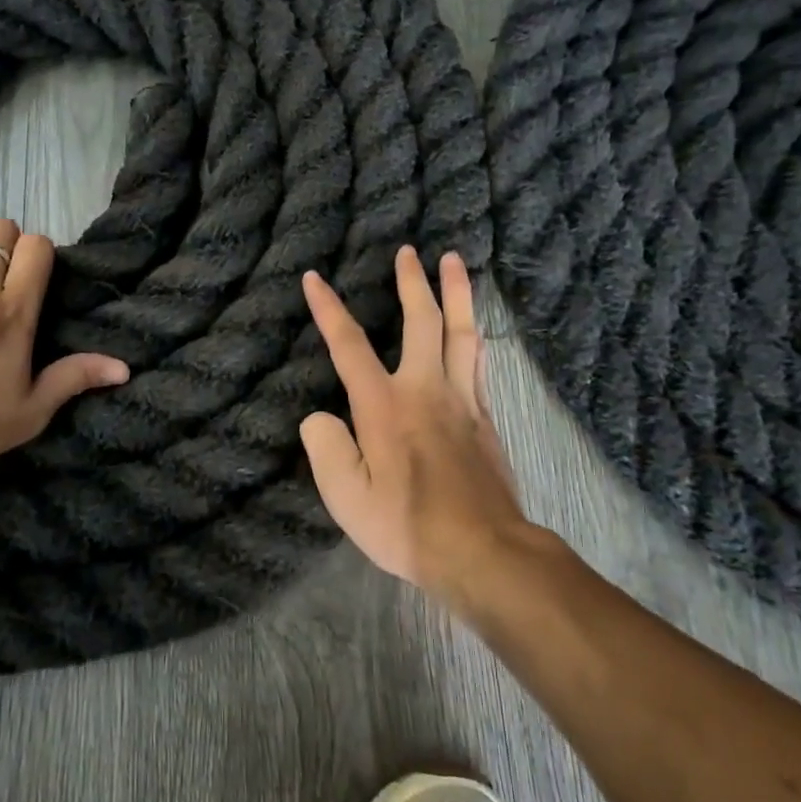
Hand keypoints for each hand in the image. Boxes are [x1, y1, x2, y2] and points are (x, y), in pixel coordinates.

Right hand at [300, 245, 531, 595]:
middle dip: (412, 282)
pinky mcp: (486, 418)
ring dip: (457, 292)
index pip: (349, 345)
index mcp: (384, 406)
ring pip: (462, 332)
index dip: (328, 309)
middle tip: (409, 250)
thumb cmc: (408, 526)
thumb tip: (321, 417)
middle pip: (422, 321)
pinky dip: (473, 334)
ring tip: (454, 261)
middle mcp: (425, 390)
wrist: (484, 551)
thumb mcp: (347, 499)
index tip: (314, 278)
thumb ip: (326, 449)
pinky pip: (479, 362)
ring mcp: (462, 400)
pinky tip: (473, 330)